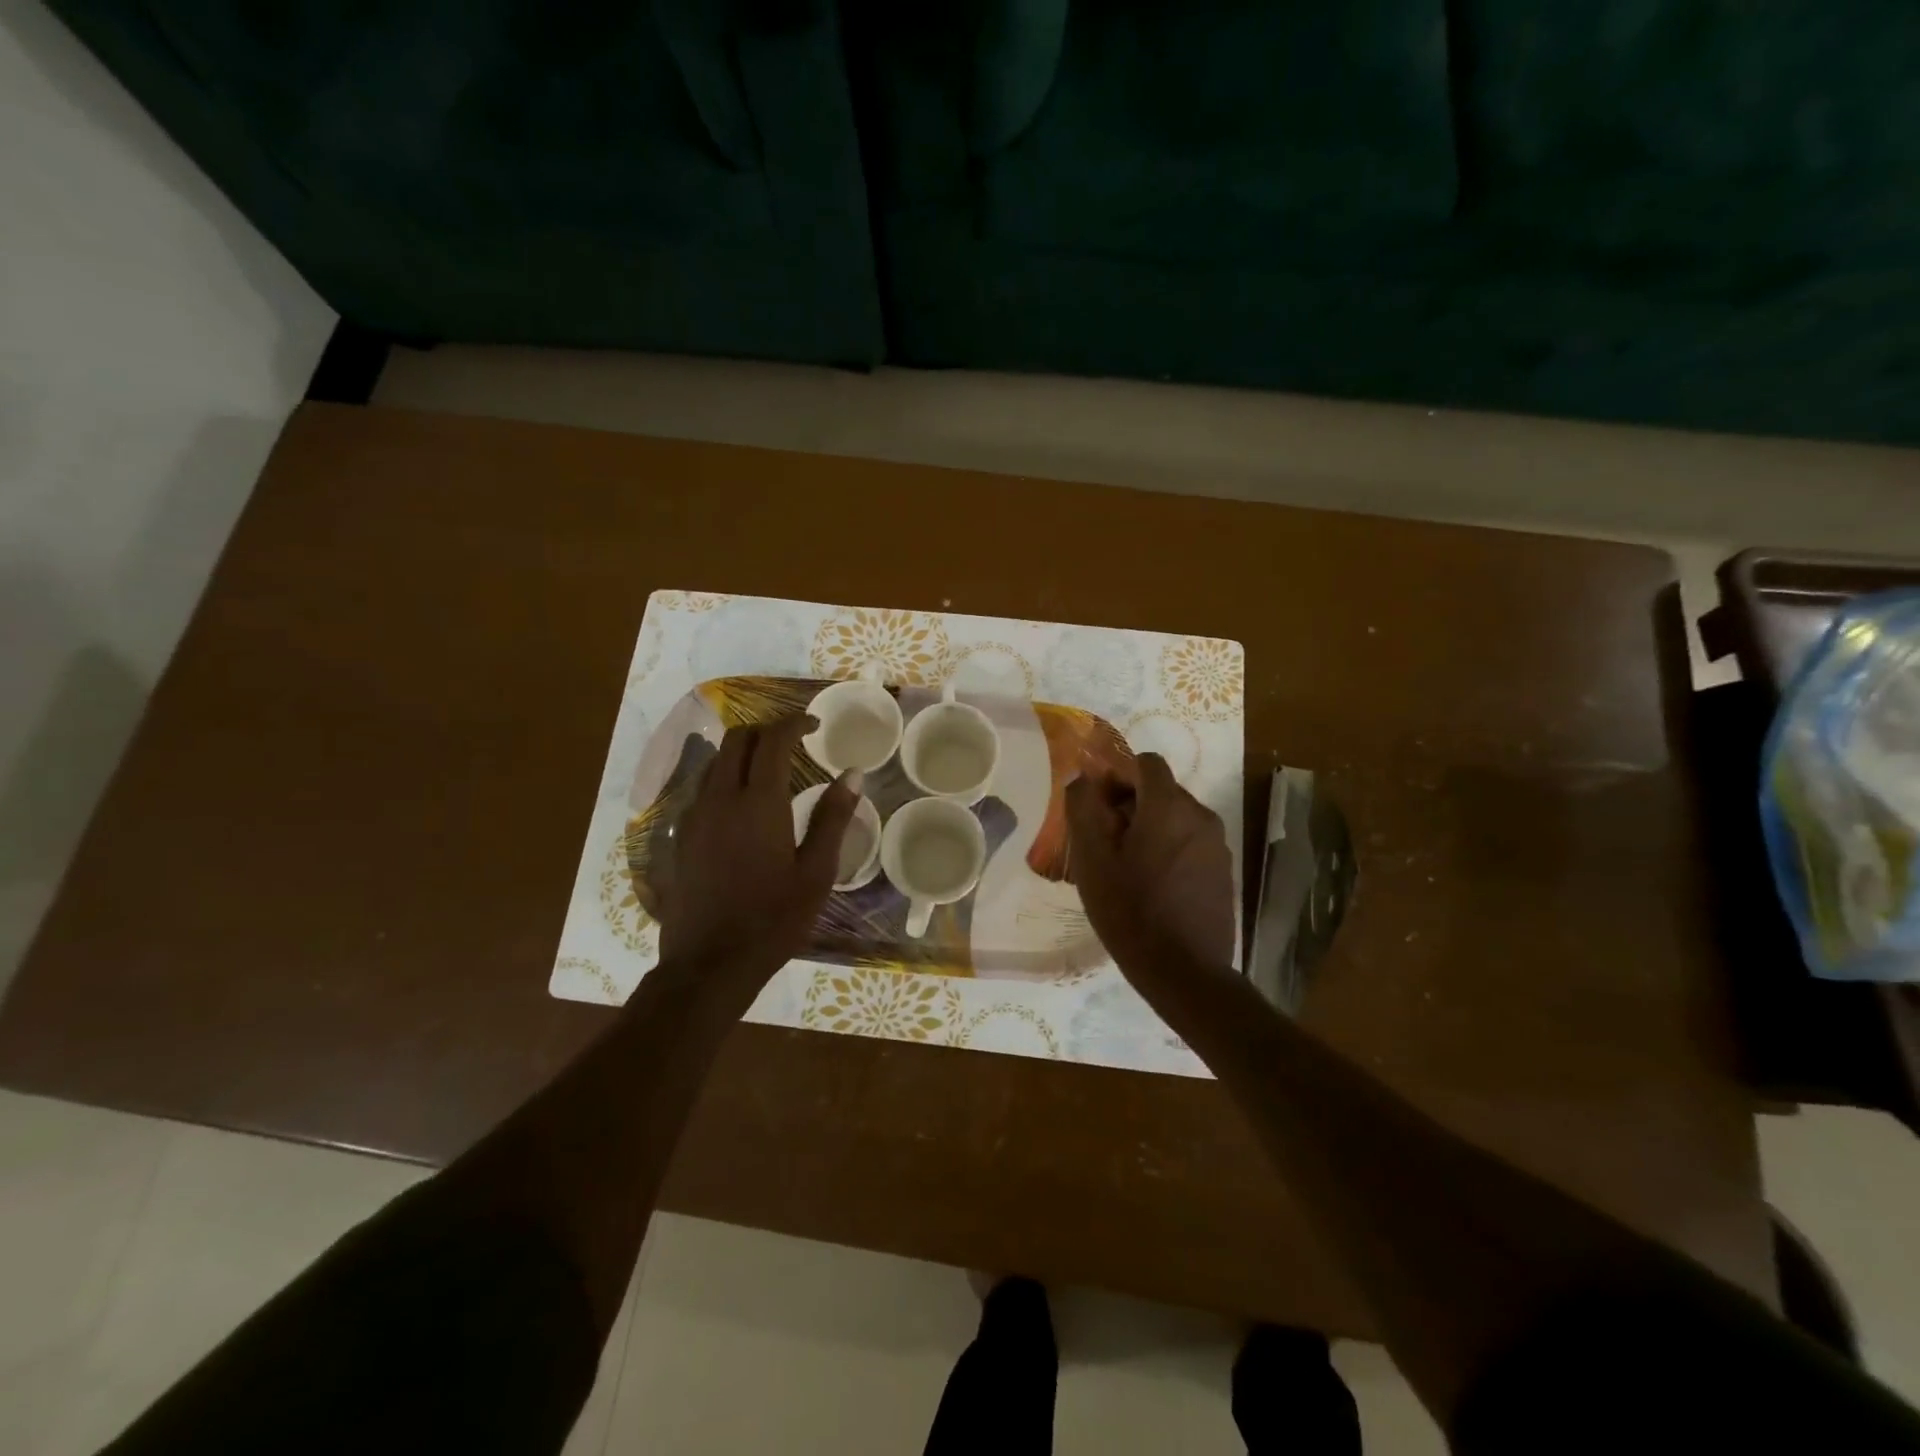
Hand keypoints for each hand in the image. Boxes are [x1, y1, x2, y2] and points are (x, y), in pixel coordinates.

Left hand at [657, 715, 856, 986]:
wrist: (710, 964)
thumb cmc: (774, 919)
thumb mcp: (816, 872)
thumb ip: (832, 817)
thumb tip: (852, 774)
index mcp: (758, 802)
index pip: (772, 739)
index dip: (794, 722)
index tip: (814, 724)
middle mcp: (720, 798)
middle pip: (737, 739)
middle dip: (766, 730)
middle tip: (794, 742)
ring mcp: (694, 816)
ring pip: (716, 761)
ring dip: (744, 752)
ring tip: (771, 769)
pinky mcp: (681, 836)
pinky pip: (703, 788)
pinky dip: (725, 777)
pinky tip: (743, 805)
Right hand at [1066, 753, 1236, 980]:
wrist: (1184, 971)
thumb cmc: (1129, 910)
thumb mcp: (1091, 859)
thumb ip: (1082, 808)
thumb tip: (1082, 778)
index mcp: (1169, 806)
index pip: (1147, 763)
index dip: (1118, 776)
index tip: (1100, 808)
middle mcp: (1200, 816)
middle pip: (1161, 791)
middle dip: (1131, 806)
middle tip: (1106, 843)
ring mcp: (1217, 845)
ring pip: (1176, 818)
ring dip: (1149, 829)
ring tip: (1127, 869)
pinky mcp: (1223, 872)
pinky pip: (1190, 844)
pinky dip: (1169, 850)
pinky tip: (1152, 887)